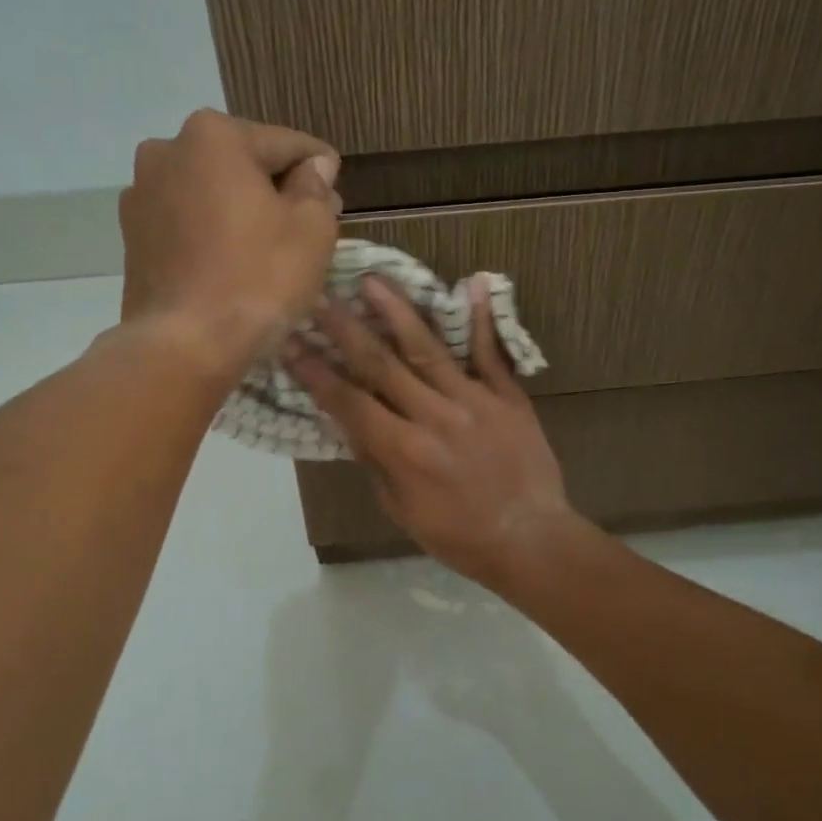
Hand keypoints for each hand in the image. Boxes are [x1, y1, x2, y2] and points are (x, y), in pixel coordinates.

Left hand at [119, 108, 339, 367]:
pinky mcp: (132, 235)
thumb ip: (316, 187)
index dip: (319, 166)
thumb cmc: (258, 279)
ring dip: (242, 208)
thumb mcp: (311, 230)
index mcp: (214, 136)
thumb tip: (315, 167)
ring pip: (212, 192)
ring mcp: (142, 194)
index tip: (337, 184)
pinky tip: (233, 262)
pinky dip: (213, 231)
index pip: (285, 143)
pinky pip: (187, 221)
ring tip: (270, 247)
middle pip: (243, 163)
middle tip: (310, 221)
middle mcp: (167, 150)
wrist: (184, 345)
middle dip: (277, 187)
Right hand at [285, 275, 589, 589]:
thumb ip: (376, 462)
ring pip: (428, 349)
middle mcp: (434, 416)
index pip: (349, 401)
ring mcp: (475, 401)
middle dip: (345, 329)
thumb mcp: (403, 510)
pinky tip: (470, 284)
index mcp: (404, 450)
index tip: (290, 342)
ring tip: (373, 281)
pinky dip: (482, 319)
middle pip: (382, 364)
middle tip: (319, 296)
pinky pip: (492, 353)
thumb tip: (350, 422)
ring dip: (397, 312)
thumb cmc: (459, 536)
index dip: (316, 372)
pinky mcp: (509, 397)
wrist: (531, 539)